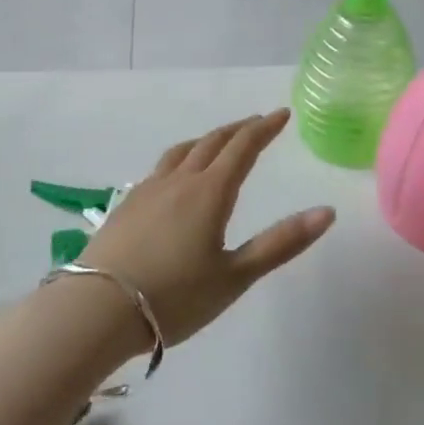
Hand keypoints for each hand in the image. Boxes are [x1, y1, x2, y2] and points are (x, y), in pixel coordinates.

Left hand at [78, 109, 334, 349]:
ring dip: (207, 140)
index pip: (243, 147)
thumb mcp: (235, 276)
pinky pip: (162, 167)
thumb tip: (326, 212)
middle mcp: (179, 180)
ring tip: (219, 142)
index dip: (264, 128)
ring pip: (183, 150)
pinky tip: (177, 177)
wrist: (97, 310)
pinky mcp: (127, 203)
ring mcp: (149, 189)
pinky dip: (182, 157)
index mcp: (210, 192)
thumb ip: (281, 243)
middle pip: (213, 142)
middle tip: (257, 124)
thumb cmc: (174, 298)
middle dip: (239, 130)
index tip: (282, 114)